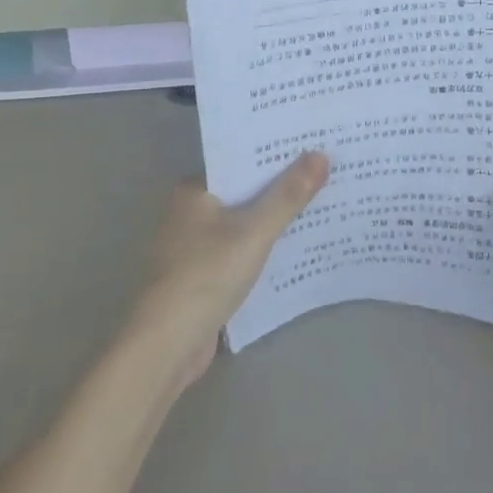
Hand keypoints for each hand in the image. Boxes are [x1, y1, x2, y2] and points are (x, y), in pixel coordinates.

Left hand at [129, 152, 329, 389]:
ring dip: (272, 220)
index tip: (312, 147)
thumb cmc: (207, 275)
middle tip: (325, 174)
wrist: (167, 345)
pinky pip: (239, 250)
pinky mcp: (201, 276)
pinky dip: (261, 248)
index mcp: (193, 190)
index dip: (275, 156)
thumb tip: (321, 155)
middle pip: (243, 192)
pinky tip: (293, 247)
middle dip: (279, 188)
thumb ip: (288, 195)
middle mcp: (188, 212)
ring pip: (242, 223)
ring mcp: (192, 246)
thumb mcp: (254, 231)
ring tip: (319, 205)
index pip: (240, 162)